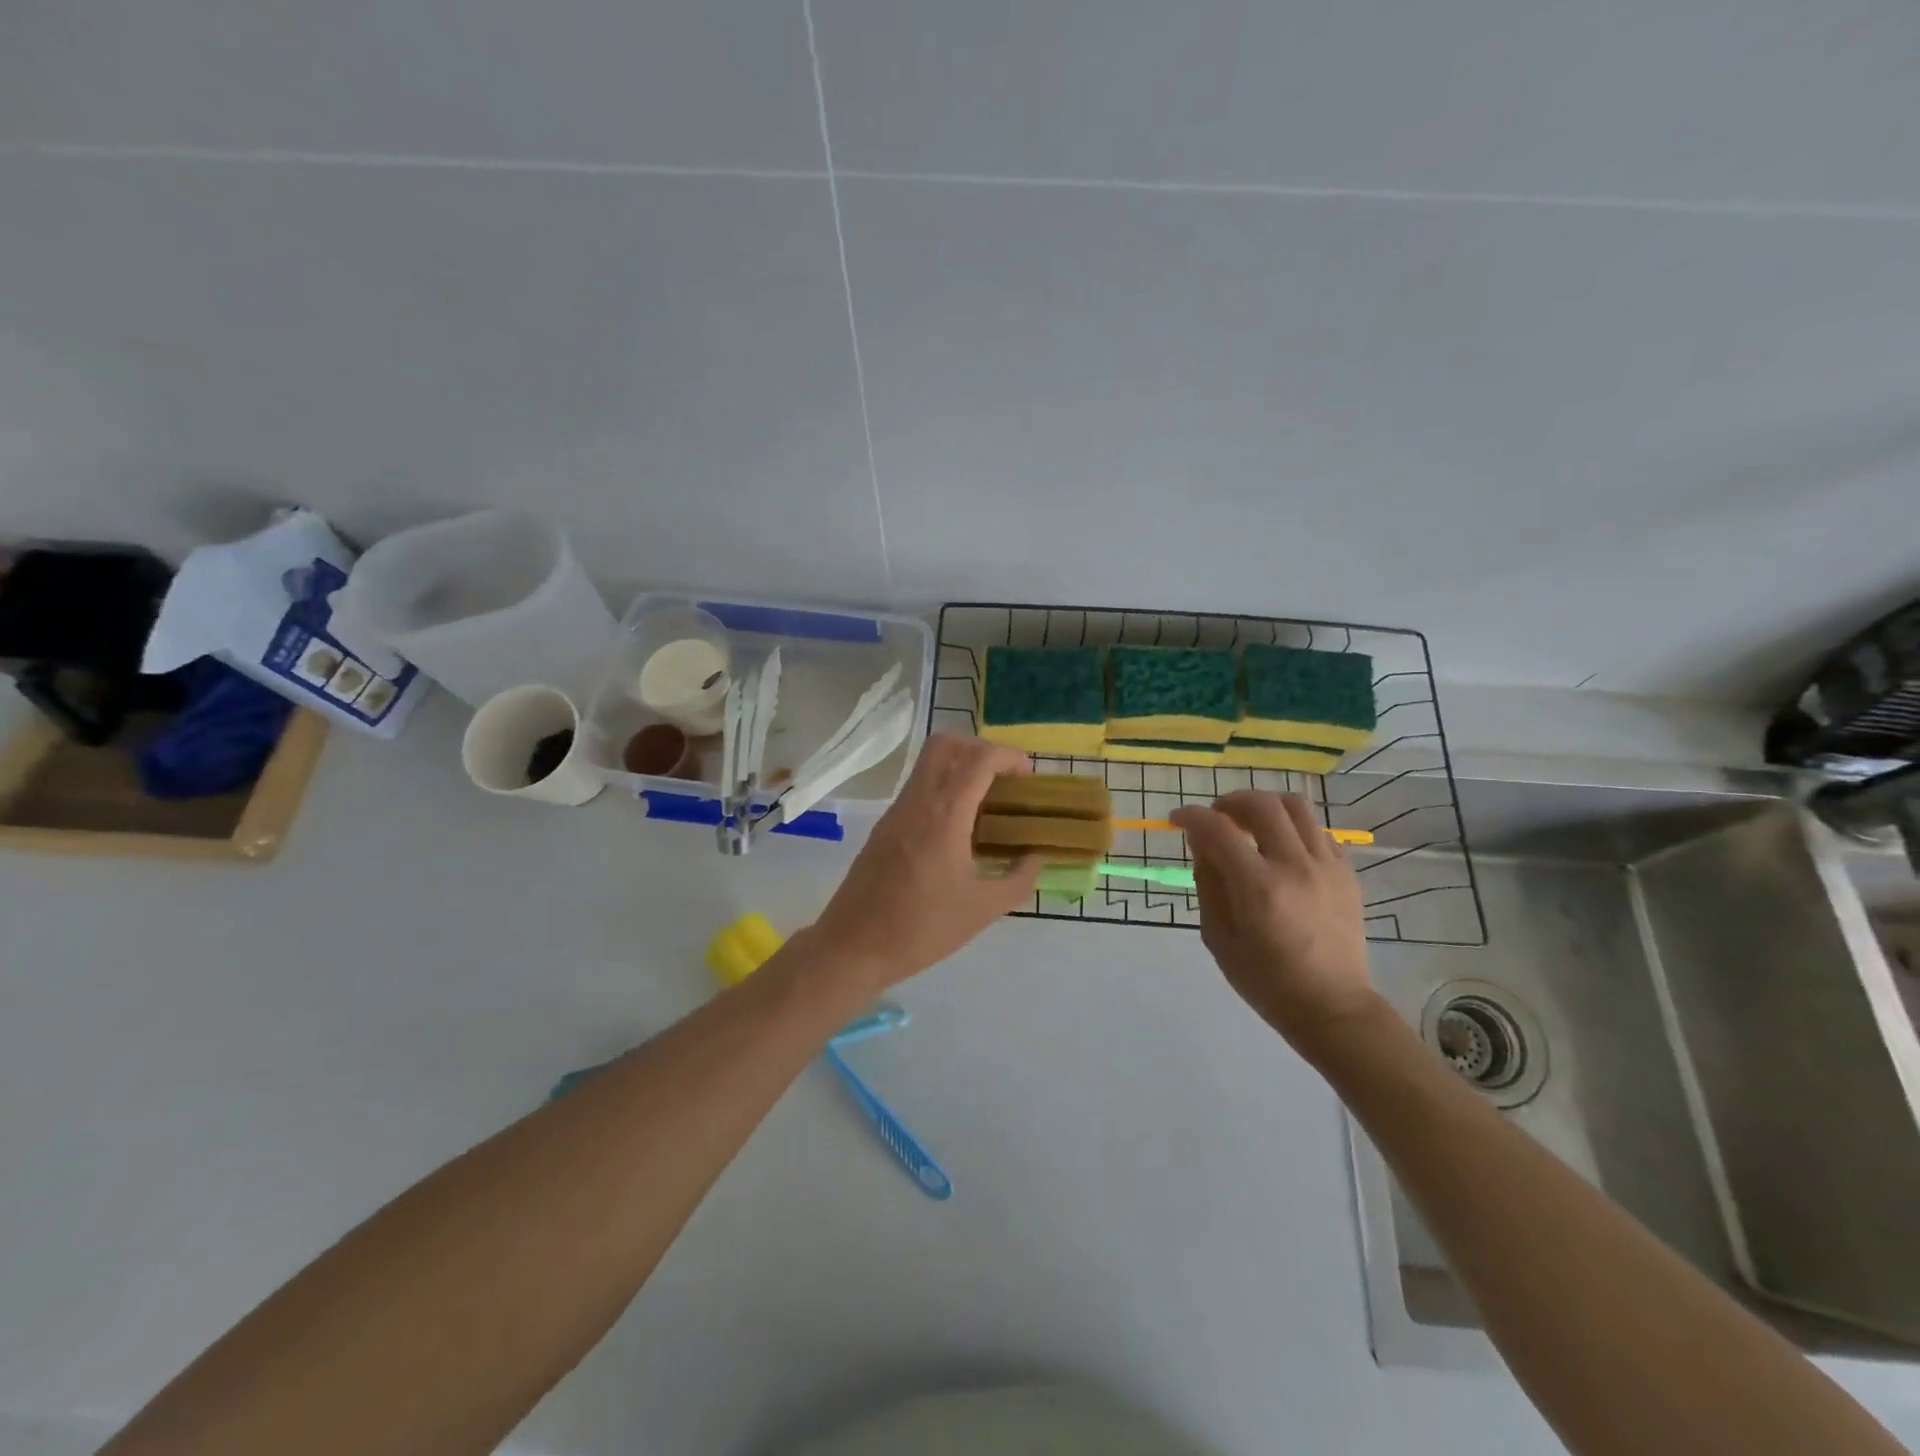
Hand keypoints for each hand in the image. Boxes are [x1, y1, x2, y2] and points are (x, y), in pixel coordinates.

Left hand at [809, 735, 1041, 988]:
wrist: (853, 946)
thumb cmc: (921, 928)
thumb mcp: (982, 910)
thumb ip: (1018, 880)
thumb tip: (1035, 858)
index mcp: (944, 815)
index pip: (978, 759)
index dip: (1008, 756)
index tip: (1027, 777)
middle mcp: (917, 801)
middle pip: (946, 744)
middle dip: (980, 749)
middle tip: (1003, 779)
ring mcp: (896, 811)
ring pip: (928, 763)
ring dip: (960, 766)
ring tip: (986, 802)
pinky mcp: (884, 826)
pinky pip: (918, 787)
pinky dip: (943, 787)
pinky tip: (959, 826)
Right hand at [1170, 791, 1377, 1044]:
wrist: (1332, 1007)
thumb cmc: (1265, 980)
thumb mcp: (1218, 937)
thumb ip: (1208, 883)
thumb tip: (1202, 843)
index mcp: (1258, 887)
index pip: (1217, 829)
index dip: (1190, 816)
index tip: (1176, 820)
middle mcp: (1295, 866)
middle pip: (1261, 804)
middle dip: (1228, 802)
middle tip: (1215, 818)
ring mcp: (1326, 866)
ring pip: (1295, 806)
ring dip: (1264, 805)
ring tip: (1249, 822)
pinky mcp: (1346, 872)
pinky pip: (1318, 829)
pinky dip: (1292, 827)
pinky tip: (1281, 847)